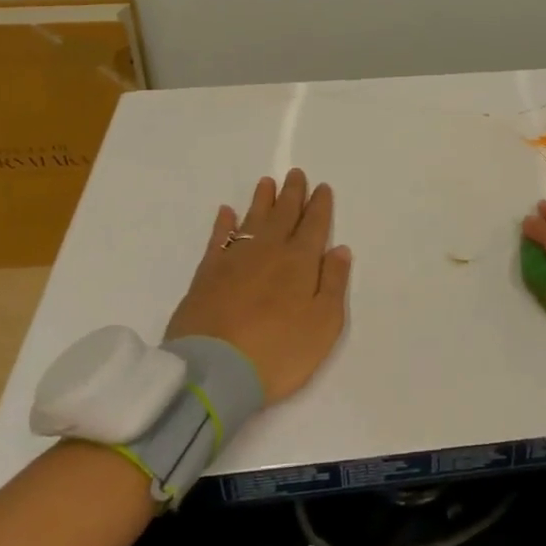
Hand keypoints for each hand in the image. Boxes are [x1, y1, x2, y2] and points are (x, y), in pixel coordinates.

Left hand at [166, 169, 351, 404]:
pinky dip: (223, 224)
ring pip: (252, 220)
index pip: (314, 225)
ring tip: (267, 183)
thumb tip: (339, 249)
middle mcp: (269, 251)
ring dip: (262, 201)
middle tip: (296, 173)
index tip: (322, 187)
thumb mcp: (324, 324)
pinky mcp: (206, 274)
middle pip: (283, 215)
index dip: (319, 205)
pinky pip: (218, 239)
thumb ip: (334, 283)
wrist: (215, 372)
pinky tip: (226, 213)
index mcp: (301, 262)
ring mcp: (234, 260)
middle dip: (293, 194)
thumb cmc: (279, 351)